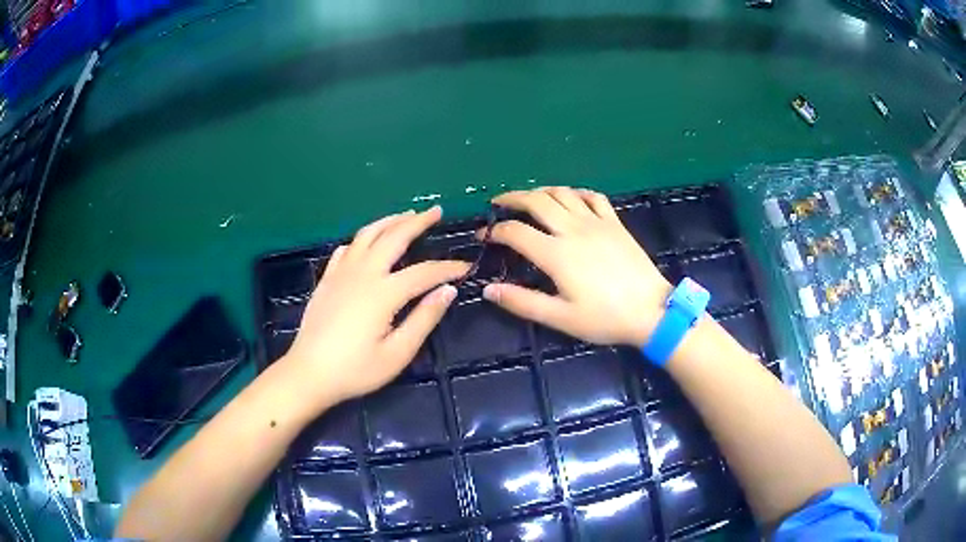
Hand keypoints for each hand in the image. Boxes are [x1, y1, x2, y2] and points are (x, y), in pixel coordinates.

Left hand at [283, 207, 468, 402]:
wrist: (309, 373)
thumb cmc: (356, 370)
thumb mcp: (397, 353)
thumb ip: (424, 319)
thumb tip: (448, 291)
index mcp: (383, 293)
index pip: (424, 272)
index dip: (447, 268)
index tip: (466, 266)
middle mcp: (363, 273)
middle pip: (394, 237)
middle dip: (418, 222)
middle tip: (436, 211)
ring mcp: (341, 273)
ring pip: (367, 235)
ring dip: (389, 221)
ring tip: (406, 215)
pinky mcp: (327, 279)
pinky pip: (346, 249)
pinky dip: (361, 239)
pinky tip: (367, 242)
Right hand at [482, 187, 671, 346]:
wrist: (651, 311)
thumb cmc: (605, 318)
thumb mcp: (561, 317)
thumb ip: (522, 302)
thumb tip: (488, 290)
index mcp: (556, 254)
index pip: (516, 232)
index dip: (495, 231)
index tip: (484, 236)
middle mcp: (573, 230)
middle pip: (536, 201)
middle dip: (512, 198)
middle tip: (498, 203)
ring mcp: (596, 222)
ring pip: (562, 193)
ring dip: (540, 191)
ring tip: (529, 198)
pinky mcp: (614, 223)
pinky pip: (593, 197)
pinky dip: (576, 193)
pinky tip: (571, 199)